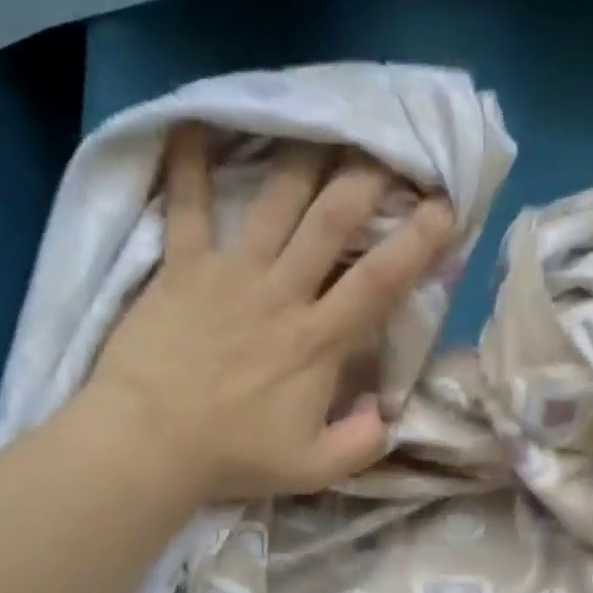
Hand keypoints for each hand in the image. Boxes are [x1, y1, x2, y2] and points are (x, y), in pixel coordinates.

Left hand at [83, 125, 453, 503]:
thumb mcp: (314, 470)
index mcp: (319, 341)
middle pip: (332, 222)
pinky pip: (188, 206)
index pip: (380, 281)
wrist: (148, 443)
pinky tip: (195, 122)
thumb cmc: (233, 457)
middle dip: (367, 180)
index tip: (444, 206)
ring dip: (304, 159)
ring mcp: (231, 274)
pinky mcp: (183, 268)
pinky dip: (190, 163)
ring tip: (324, 123)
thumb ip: (362, 444)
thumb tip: (385, 410)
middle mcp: (283, 294)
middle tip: (389, 146)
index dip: (418, 240)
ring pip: (275, 202)